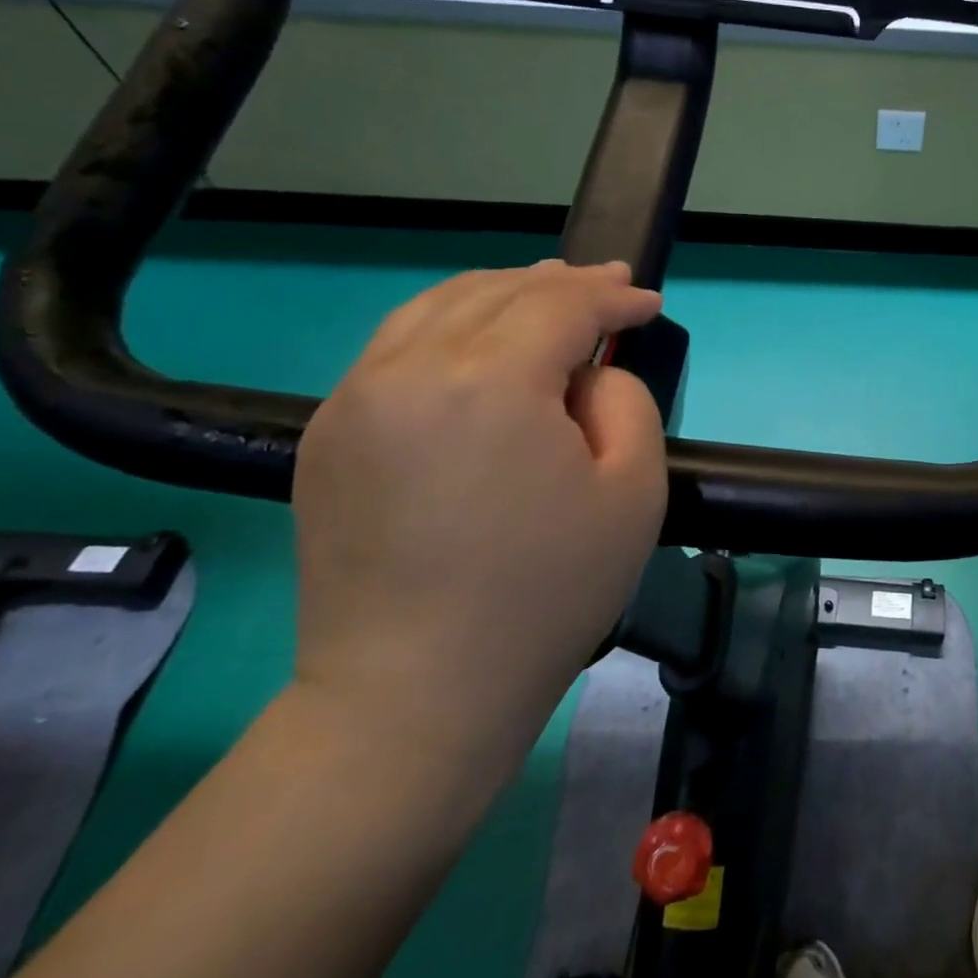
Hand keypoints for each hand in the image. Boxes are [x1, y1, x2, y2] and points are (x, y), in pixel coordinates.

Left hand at [291, 261, 666, 782]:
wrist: (417, 694)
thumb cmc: (546, 593)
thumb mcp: (635, 491)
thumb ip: (626, 402)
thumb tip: (587, 374)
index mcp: (488, 381)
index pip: (561, 306)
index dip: (613, 297)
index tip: (649, 302)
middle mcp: (408, 369)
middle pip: (497, 293)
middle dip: (563, 284)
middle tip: (610, 283)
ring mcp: (354, 399)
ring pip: (437, 307)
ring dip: (502, 292)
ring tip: (548, 294)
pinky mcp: (328, 434)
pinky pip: (396, 347)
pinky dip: (451, 324)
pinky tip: (481, 340)